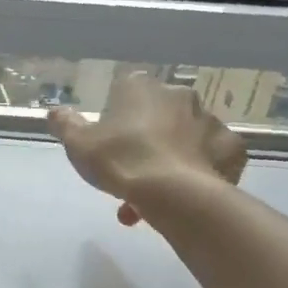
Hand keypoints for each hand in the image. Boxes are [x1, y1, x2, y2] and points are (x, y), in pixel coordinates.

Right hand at [48, 73, 245, 225]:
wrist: (174, 194)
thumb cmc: (120, 160)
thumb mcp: (78, 144)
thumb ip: (65, 124)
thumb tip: (55, 112)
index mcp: (141, 88)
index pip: (126, 90)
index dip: (116, 116)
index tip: (109, 142)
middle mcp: (179, 96)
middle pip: (158, 116)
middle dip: (145, 141)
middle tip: (129, 173)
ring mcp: (210, 121)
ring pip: (184, 138)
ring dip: (169, 159)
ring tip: (152, 199)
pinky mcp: (232, 148)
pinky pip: (212, 157)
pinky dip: (200, 171)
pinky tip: (185, 192)